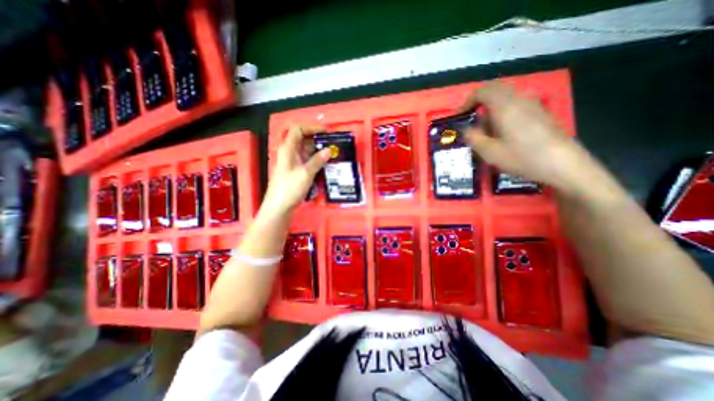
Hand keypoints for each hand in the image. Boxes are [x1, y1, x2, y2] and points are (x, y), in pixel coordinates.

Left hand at [260, 124, 331, 217]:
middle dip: (317, 139)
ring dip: (318, 150)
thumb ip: (318, 161)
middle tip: (332, 143)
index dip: (311, 127)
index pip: (298, 129)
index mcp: (288, 149)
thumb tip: (329, 150)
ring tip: (332, 152)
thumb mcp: (305, 174)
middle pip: (303, 139)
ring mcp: (292, 162)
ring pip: (306, 150)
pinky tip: (325, 163)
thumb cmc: (289, 188)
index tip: (325, 131)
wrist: (279, 207)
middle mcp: (289, 152)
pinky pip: (307, 160)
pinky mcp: (296, 170)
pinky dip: (316, 159)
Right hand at [460, 82, 593, 190]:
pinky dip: (503, 111)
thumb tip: (466, 130)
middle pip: (495, 89)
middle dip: (479, 102)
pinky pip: (516, 103)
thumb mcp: (489, 152)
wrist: (562, 163)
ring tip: (486, 129)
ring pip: (506, 96)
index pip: (482, 91)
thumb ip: (473, 138)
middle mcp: (519, 99)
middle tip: (470, 119)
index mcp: (505, 106)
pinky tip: (503, 131)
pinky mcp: (540, 112)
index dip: (467, 101)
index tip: (460, 116)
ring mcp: (533, 104)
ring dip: (491, 108)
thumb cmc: (522, 157)